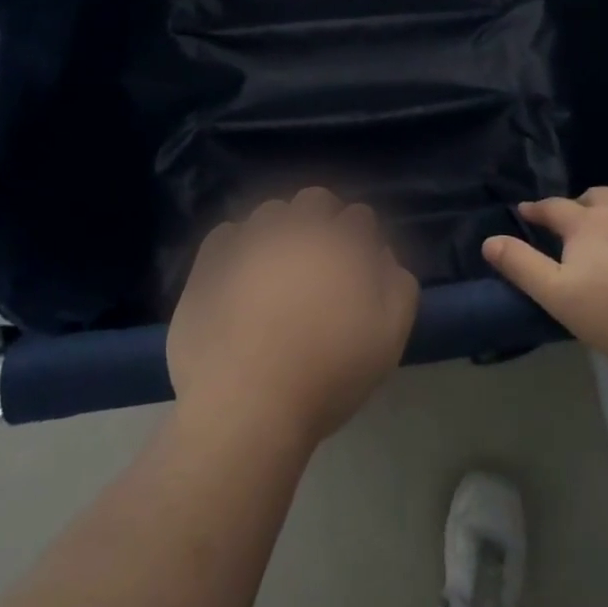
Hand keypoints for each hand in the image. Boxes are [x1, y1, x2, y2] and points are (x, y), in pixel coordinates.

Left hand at [168, 187, 419, 451]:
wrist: (246, 406)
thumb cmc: (328, 374)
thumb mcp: (390, 335)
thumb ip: (398, 284)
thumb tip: (381, 254)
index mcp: (343, 242)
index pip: (360, 217)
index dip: (361, 240)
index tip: (357, 267)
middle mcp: (297, 228)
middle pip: (315, 200)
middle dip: (323, 220)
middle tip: (320, 261)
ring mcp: (250, 240)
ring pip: (270, 213)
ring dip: (280, 229)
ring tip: (277, 267)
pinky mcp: (210, 262)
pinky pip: (227, 235)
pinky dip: (237, 247)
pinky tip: (239, 276)